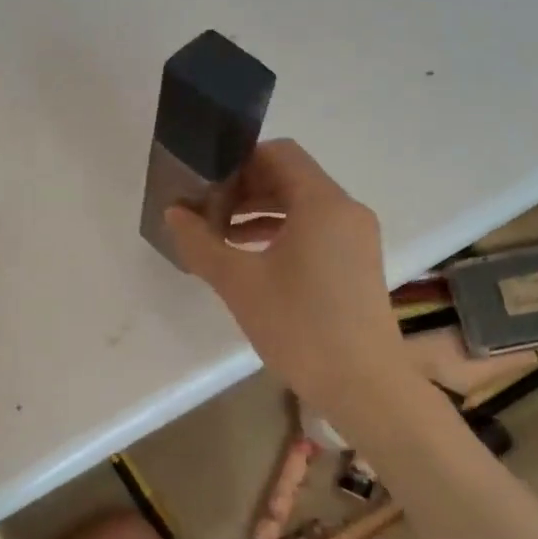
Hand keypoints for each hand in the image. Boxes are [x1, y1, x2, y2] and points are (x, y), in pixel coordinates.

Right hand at [166, 140, 416, 426]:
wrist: (364, 385)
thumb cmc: (300, 326)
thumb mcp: (239, 283)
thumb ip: (201, 243)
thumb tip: (174, 214)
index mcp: (322, 202)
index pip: (278, 153)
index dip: (237, 162)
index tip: (204, 186)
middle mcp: (345, 210)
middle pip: (290, 178)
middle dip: (244, 189)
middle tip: (205, 212)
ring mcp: (356, 237)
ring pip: (302, 207)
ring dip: (259, 213)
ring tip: (219, 236)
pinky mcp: (357, 263)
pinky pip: (315, 231)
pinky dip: (281, 234)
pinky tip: (249, 258)